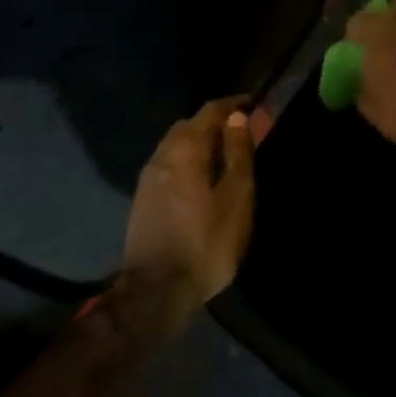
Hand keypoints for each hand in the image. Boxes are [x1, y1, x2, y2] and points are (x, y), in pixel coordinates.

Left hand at [117, 98, 255, 339]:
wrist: (155, 291)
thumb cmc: (205, 242)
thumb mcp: (236, 198)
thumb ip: (238, 154)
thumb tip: (237, 117)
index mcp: (185, 149)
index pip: (209, 111)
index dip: (232, 105)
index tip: (252, 105)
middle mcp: (162, 155)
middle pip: (189, 126)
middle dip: (215, 124)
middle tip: (241, 133)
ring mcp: (148, 178)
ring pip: (176, 146)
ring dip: (200, 143)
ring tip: (224, 157)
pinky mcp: (143, 199)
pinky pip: (169, 165)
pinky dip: (188, 161)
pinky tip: (200, 180)